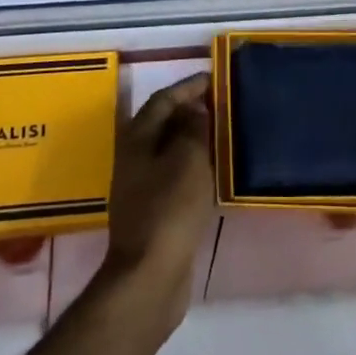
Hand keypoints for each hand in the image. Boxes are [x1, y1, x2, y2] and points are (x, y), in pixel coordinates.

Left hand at [101, 73, 214, 327]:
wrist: (149, 276)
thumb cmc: (169, 208)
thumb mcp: (188, 159)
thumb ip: (193, 128)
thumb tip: (195, 109)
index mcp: (137, 138)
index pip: (163, 99)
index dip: (188, 87)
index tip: (214, 78)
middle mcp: (133, 157)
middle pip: (163, 123)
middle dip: (190, 111)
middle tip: (221, 105)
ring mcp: (140, 186)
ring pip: (169, 150)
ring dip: (193, 139)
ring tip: (222, 134)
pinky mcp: (152, 212)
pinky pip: (174, 175)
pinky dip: (192, 166)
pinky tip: (213, 172)